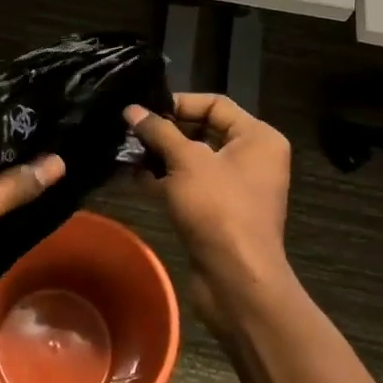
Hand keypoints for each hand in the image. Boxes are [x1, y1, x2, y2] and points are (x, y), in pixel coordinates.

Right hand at [126, 95, 297, 330]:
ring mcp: (235, 188)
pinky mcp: (218, 213)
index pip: (215, 104)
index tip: (143, 109)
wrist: (236, 280)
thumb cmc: (218, 208)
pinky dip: (164, 181)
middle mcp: (251, 158)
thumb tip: (131, 110)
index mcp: (257, 138)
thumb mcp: (186, 162)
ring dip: (159, 156)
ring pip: (192, 161)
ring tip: (124, 151)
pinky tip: (132, 177)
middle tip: (128, 129)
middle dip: (164, 131)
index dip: (178, 103)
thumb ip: (158, 131)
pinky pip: (189, 186)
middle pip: (202, 131)